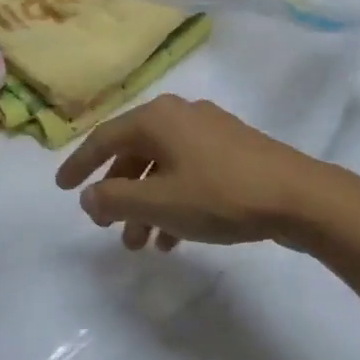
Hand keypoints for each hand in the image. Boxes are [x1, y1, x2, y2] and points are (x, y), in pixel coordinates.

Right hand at [55, 95, 331, 250]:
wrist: (298, 196)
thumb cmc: (220, 195)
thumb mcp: (158, 202)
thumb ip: (114, 199)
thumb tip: (88, 196)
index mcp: (157, 118)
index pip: (104, 139)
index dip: (79, 165)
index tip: (61, 188)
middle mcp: (180, 115)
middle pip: (134, 153)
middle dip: (118, 194)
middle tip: (107, 227)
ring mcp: (209, 130)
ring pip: (162, 167)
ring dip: (146, 204)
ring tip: (141, 244)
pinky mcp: (232, 149)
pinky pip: (188, 172)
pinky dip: (173, 201)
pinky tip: (175, 238)